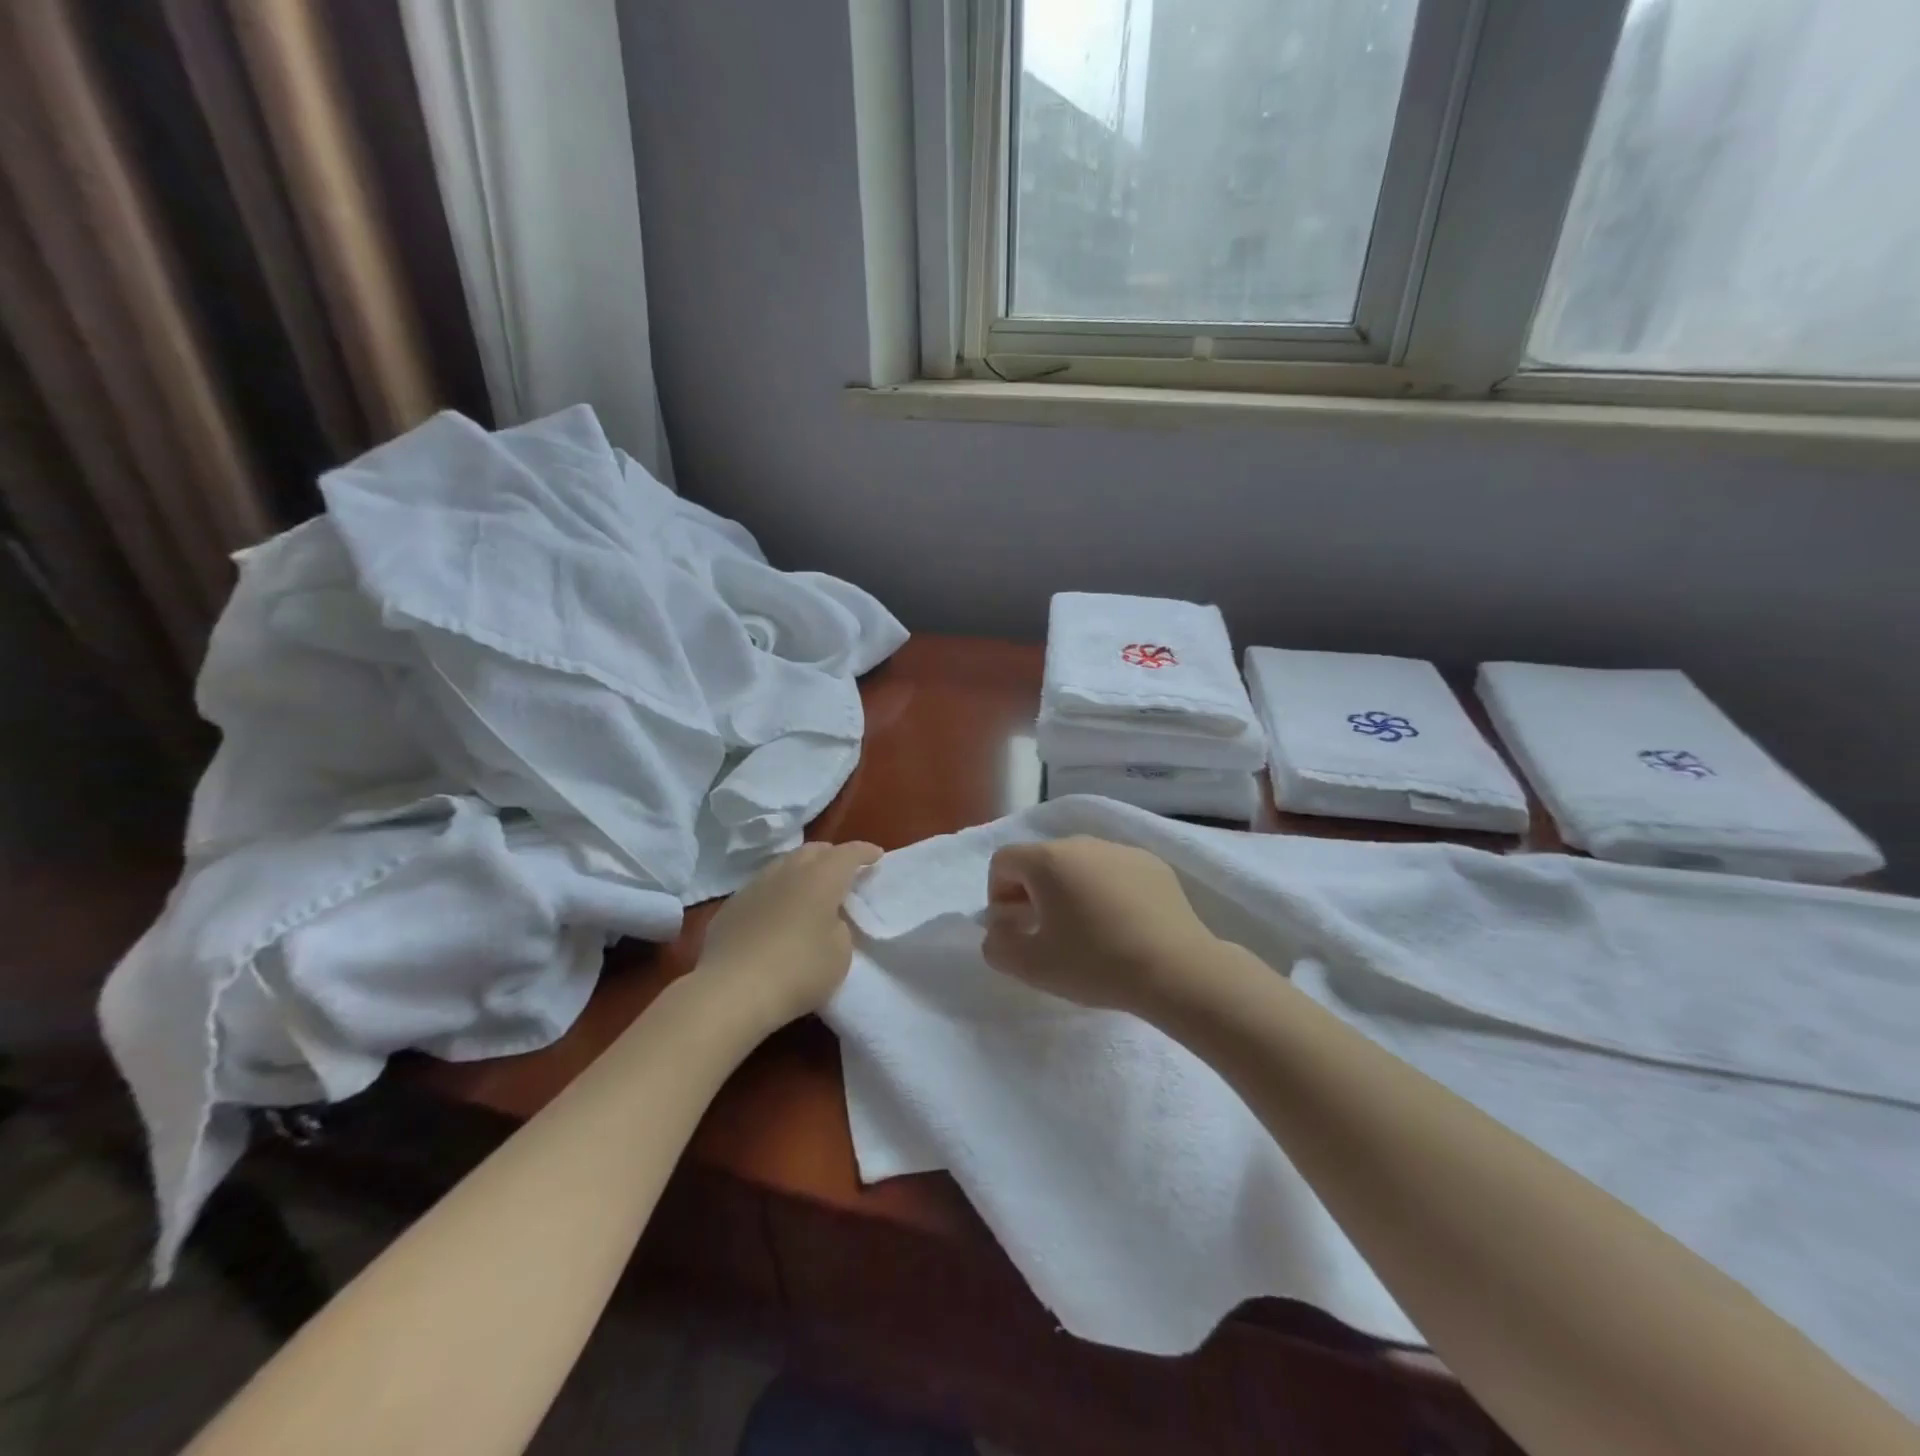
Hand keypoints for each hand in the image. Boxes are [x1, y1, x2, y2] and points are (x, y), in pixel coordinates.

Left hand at [695, 840, 882, 1026]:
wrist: (732, 991)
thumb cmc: (799, 970)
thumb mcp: (840, 953)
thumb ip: (840, 928)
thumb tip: (826, 920)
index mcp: (821, 878)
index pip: (848, 853)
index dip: (865, 852)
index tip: (876, 856)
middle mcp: (787, 872)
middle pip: (813, 851)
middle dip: (831, 856)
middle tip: (843, 871)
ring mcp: (754, 886)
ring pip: (783, 866)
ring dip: (801, 872)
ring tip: (809, 890)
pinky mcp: (730, 907)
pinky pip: (761, 889)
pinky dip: (776, 894)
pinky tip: (776, 914)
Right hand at [981, 836, 1217, 1017]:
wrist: (1177, 970)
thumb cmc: (1096, 963)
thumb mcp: (1032, 966)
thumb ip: (997, 946)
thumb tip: (998, 930)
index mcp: (1048, 860)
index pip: (1003, 861)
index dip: (998, 896)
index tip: (1015, 930)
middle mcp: (1083, 843)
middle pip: (1041, 860)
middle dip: (1032, 893)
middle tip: (1045, 934)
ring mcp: (1121, 850)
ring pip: (1078, 864)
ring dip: (1069, 891)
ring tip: (1085, 931)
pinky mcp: (1153, 864)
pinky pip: (1112, 871)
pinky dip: (1104, 891)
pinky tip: (1120, 926)